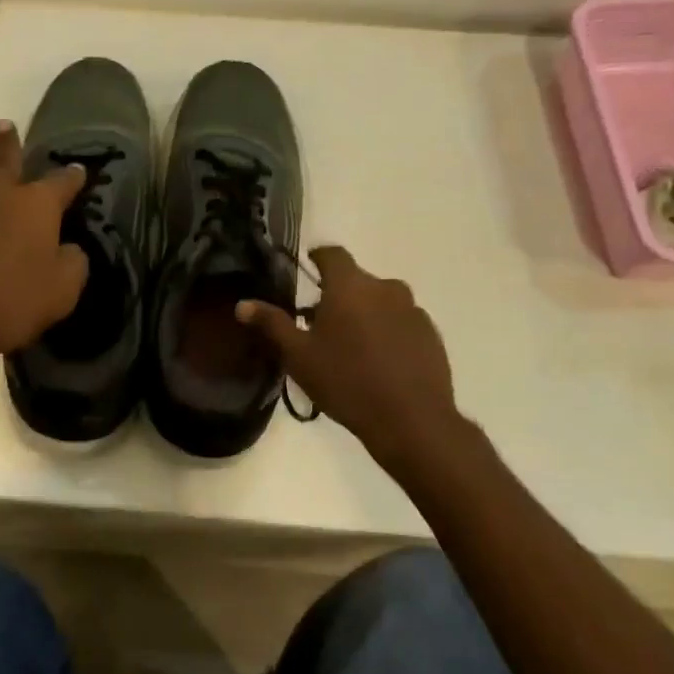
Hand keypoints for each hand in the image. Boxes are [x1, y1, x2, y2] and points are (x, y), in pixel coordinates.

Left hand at [0, 120, 88, 392]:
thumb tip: (70, 249)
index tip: (79, 169)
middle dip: (8, 143)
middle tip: (5, 124)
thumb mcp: (61, 291)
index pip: (61, 182)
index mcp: (35, 206)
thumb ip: (72, 264)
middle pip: (4, 160)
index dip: (73, 176)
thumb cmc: (10, 302)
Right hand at [237, 246, 466, 467]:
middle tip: (320, 324)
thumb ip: (272, 324)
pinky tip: (378, 363)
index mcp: (350, 286)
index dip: (318, 258)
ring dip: (364, 314)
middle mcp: (385, 287)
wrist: (410, 419)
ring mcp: (413, 310)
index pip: (333, 254)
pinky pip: (401, 323)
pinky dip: (387, 333)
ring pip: (380, 302)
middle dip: (338, 295)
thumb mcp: (298, 356)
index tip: (307, 268)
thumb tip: (243, 304)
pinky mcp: (430, 334)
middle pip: (356, 281)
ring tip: (350, 347)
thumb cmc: (345, 382)